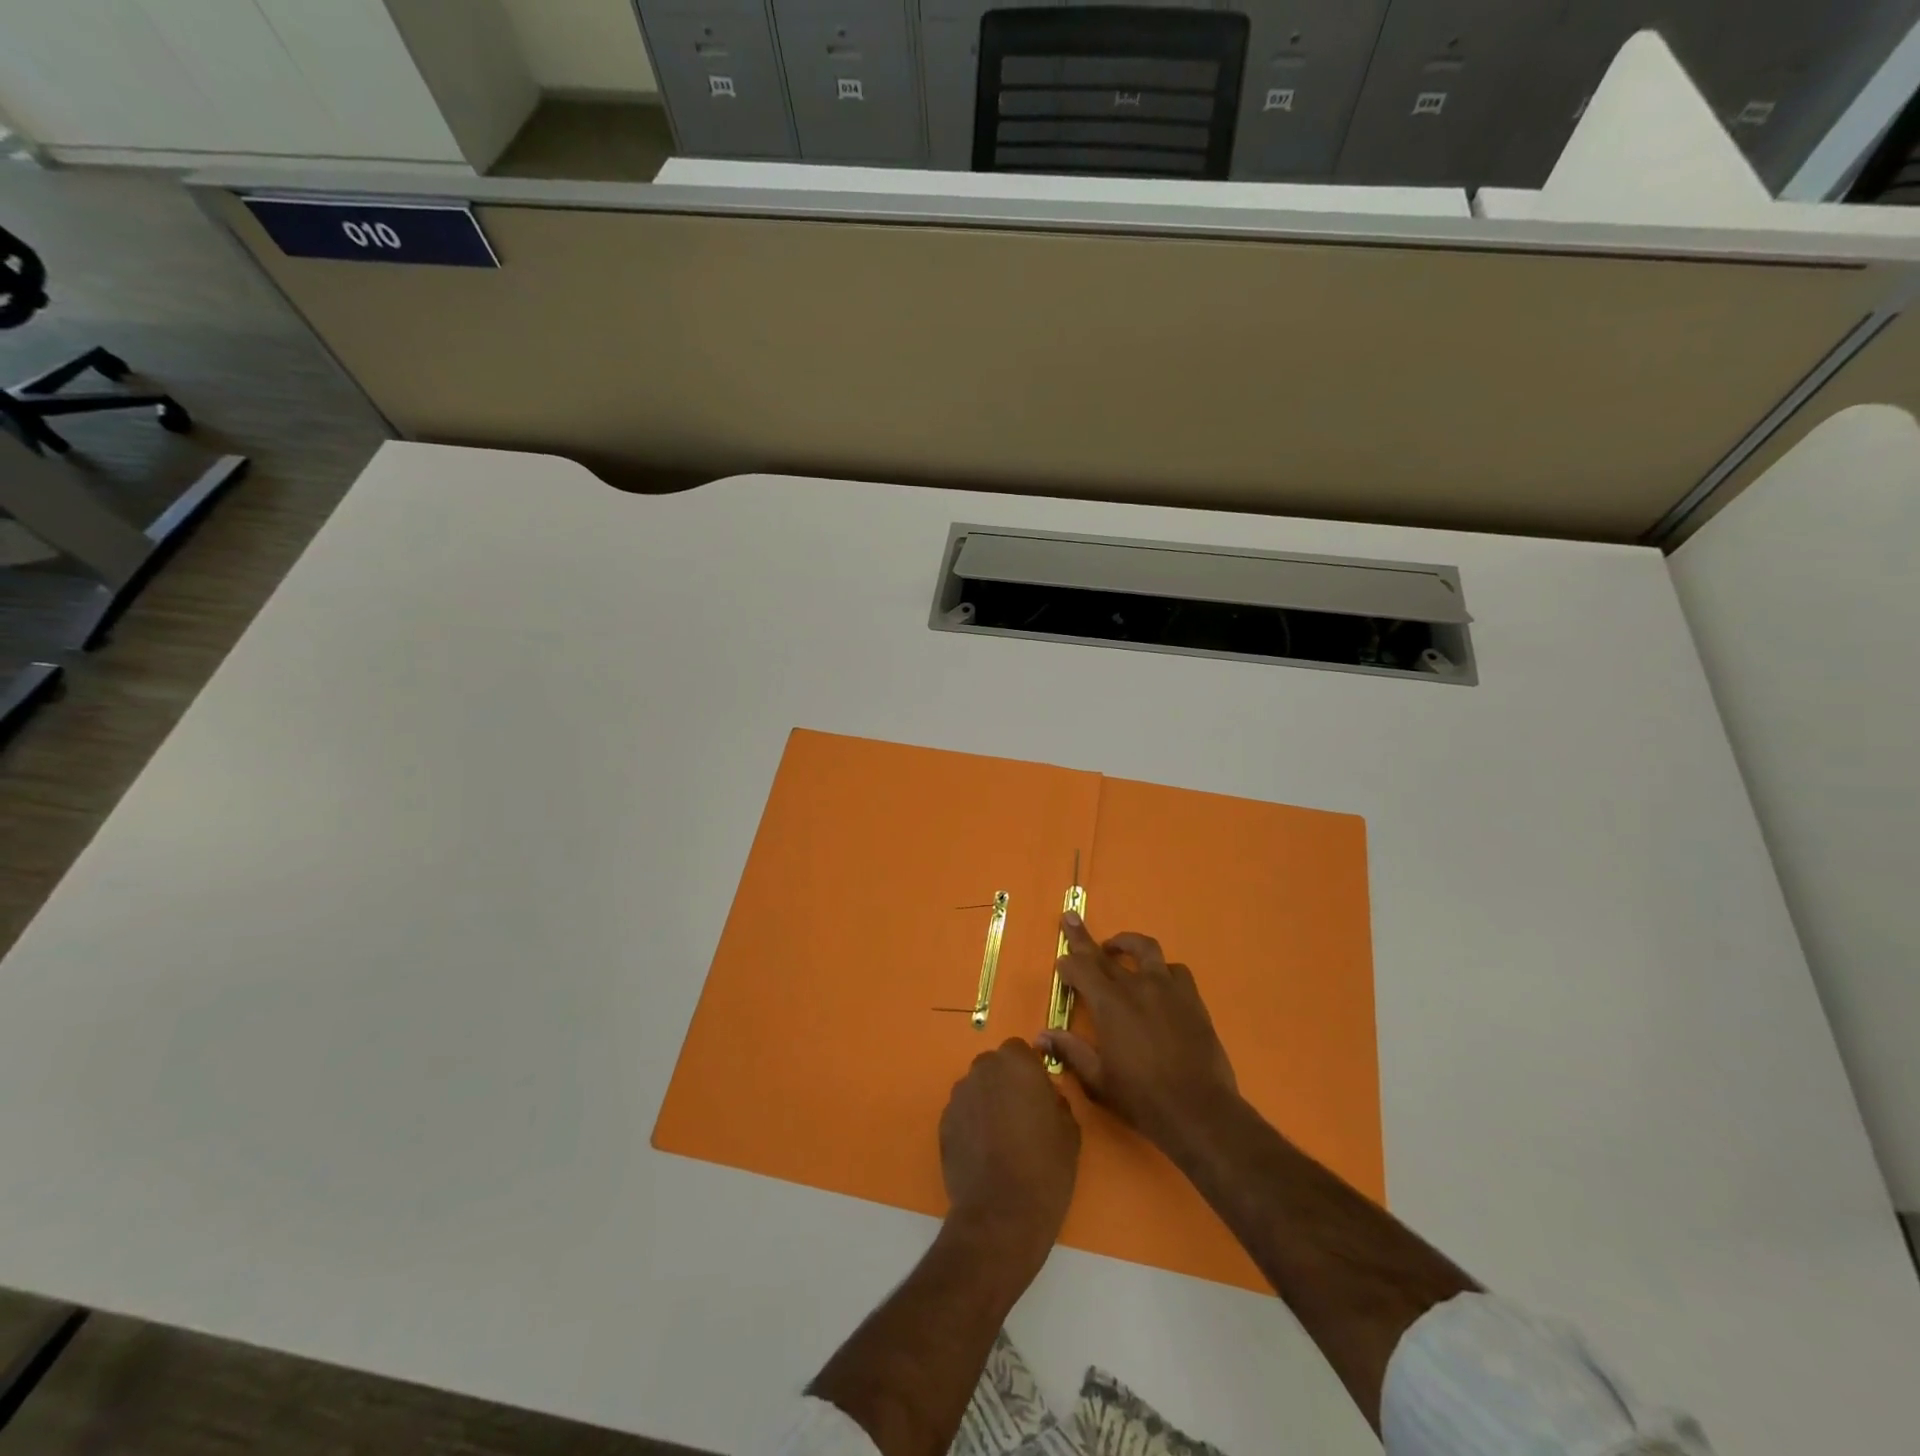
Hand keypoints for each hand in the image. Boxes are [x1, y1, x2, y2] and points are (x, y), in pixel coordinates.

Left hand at [939, 1038, 1080, 1271]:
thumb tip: (1045, 1097)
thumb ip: (1056, 1100)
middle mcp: (983, 1069)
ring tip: (1001, 1138)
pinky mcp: (943, 1122)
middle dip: (1006, 1083)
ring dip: (987, 1102)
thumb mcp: (1069, 1130)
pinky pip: (963, 1113)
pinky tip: (984, 1153)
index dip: (1029, 1071)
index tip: (1038, 1095)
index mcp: (1016, 1063)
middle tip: (1021, 1116)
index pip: (1020, 1050)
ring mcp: (959, 1095)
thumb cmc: (1045, 1167)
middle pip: (995, 1067)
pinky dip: (972, 1124)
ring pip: (977, 1088)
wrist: (1001, 1214)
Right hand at [1041, 913, 1240, 1160]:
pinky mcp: (1192, 998)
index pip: (1081, 969)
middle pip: (1104, 953)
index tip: (1061, 963)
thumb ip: (1070, 1051)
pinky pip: (1175, 970)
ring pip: (1145, 949)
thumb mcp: (1098, 1081)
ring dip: (1126, 943)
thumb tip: (1041, 1035)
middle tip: (1070, 919)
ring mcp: (1167, 989)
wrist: (1199, 1111)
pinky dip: (1161, 969)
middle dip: (1083, 938)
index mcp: (1109, 1004)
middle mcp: (1136, 987)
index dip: (1068, 964)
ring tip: (1117, 947)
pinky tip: (1158, 981)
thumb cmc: (1142, 1099)